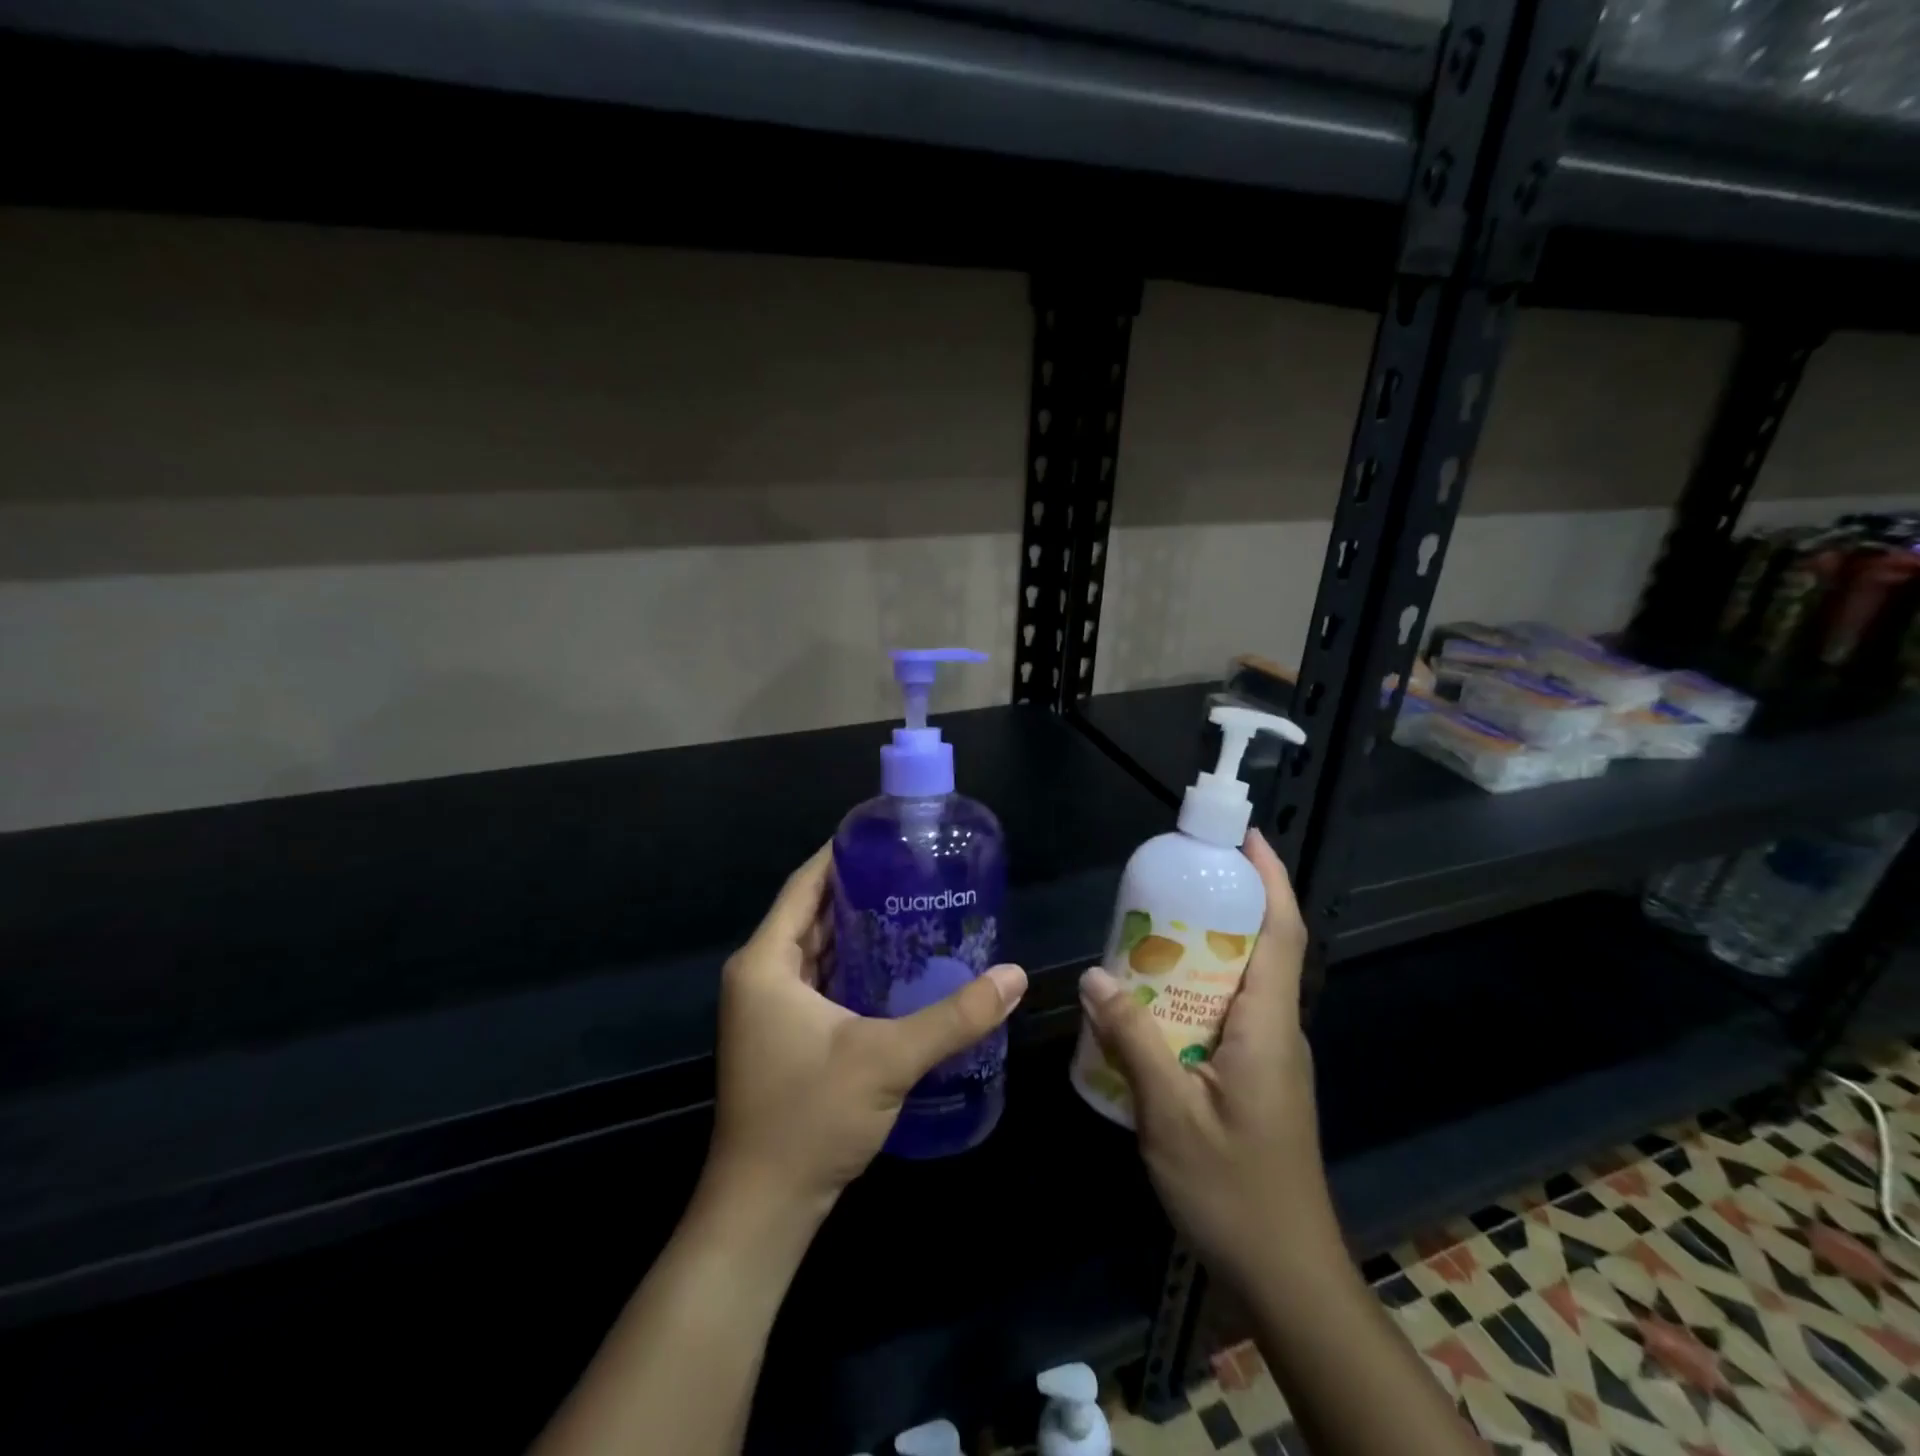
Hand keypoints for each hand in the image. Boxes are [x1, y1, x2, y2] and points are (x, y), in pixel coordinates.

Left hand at [703, 846, 1027, 1224]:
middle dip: (862, 891)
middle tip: (916, 873)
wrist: (763, 1209)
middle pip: (813, 914)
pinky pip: (820, 981)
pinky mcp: (783, 1035)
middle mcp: (760, 976)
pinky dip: (854, 967)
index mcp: (765, 963)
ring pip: (818, 950)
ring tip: (915, 909)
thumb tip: (1015, 976)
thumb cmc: (810, 1118)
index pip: (805, 886)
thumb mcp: (887, 1058)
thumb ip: (954, 1016)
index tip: (887, 835)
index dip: (841, 855)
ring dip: (860, 931)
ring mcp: (769, 1009)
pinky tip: (898, 967)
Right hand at [1077, 829, 1333, 1289]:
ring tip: (1146, 936)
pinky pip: (1226, 1016)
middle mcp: (1276, 1032)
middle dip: (1221, 906)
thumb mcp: (1170, 1115)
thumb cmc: (1234, 1191)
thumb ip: (1133, 1041)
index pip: (1282, 934)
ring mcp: (1269, 1058)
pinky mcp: (1255, 1080)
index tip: (1244, 838)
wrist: (1286, 1277)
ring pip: (1239, 984)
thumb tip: (1093, 976)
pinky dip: (1193, 993)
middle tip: (1166, 882)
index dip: (1270, 880)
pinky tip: (1149, 1007)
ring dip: (1202, 951)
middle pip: (1258, 950)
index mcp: (1268, 1027)